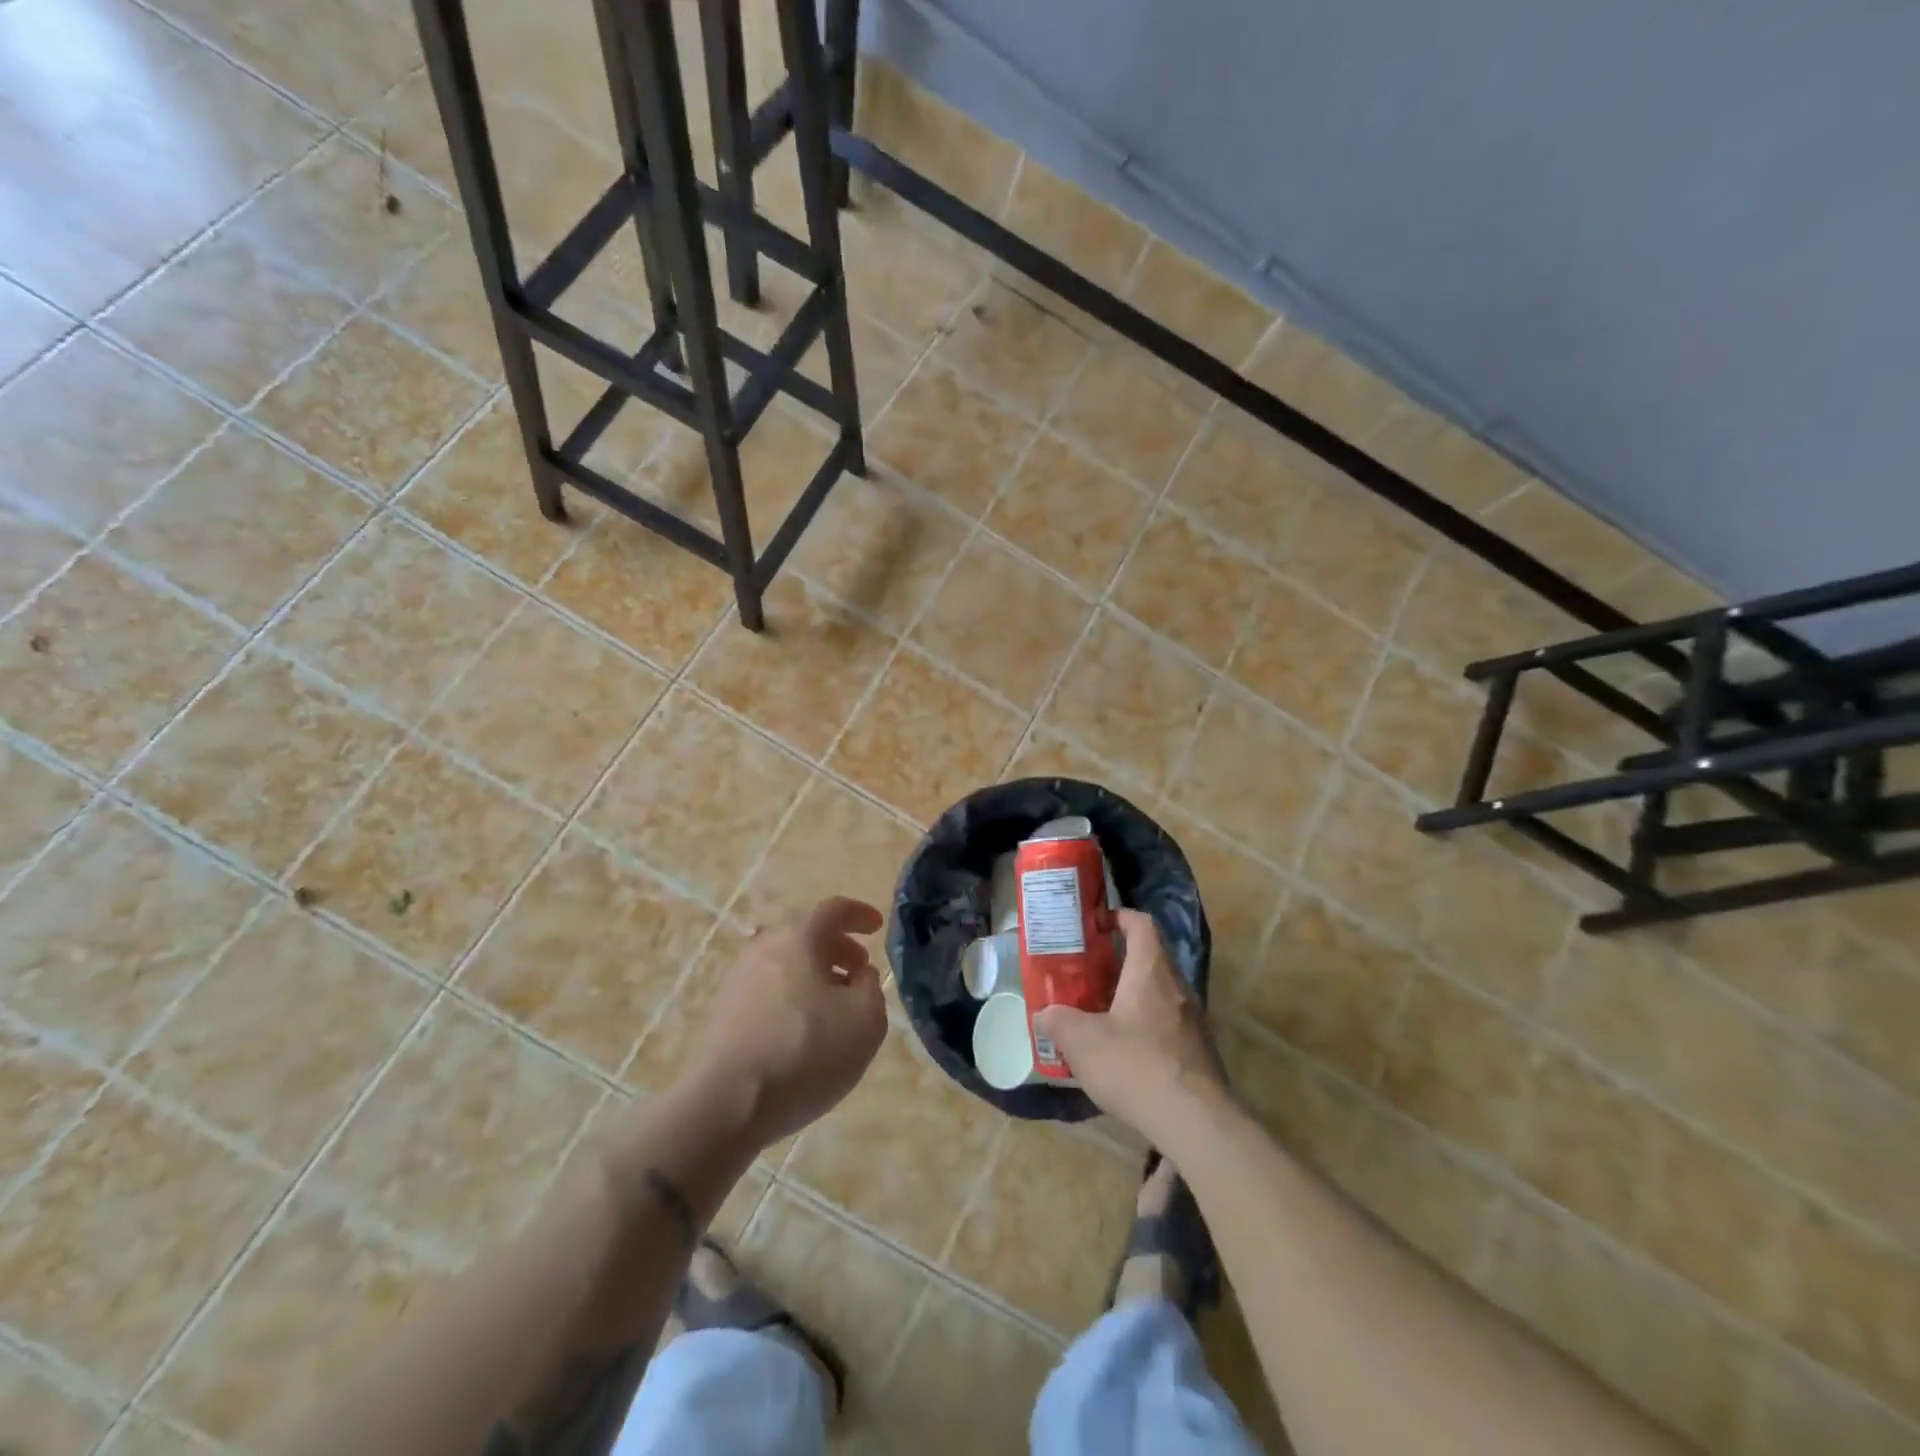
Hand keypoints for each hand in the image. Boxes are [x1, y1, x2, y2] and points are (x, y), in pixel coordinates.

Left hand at [684, 897, 888, 1149]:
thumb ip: (872, 988)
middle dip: (838, 946)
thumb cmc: (805, 1052)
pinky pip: (770, 988)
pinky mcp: (725, 1012)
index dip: (859, 914)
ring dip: (816, 974)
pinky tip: (806, 1030)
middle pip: (806, 934)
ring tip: (837, 1005)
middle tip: (860, 969)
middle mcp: (764, 947)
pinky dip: (794, 995)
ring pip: (787, 962)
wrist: (726, 1105)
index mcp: (798, 937)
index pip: (833, 909)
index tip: (877, 927)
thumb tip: (859, 975)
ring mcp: (739, 979)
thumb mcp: (865, 1021)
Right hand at [1033, 908, 1226, 1146]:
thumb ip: (1058, 1021)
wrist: (1193, 1122)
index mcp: (1150, 971)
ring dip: (1131, 997)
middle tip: (1086, 975)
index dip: (1119, 917)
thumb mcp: (1081, 1041)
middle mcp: (1177, 987)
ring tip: (1098, 1014)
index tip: (1096, 926)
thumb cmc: (1134, 1065)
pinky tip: (1122, 1053)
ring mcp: (1192, 1021)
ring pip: (1158, 994)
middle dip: (1118, 963)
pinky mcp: (1197, 1052)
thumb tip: (1045, 1013)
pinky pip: (1166, 1025)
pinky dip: (1144, 1027)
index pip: (1141, 924)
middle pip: (1150, 959)